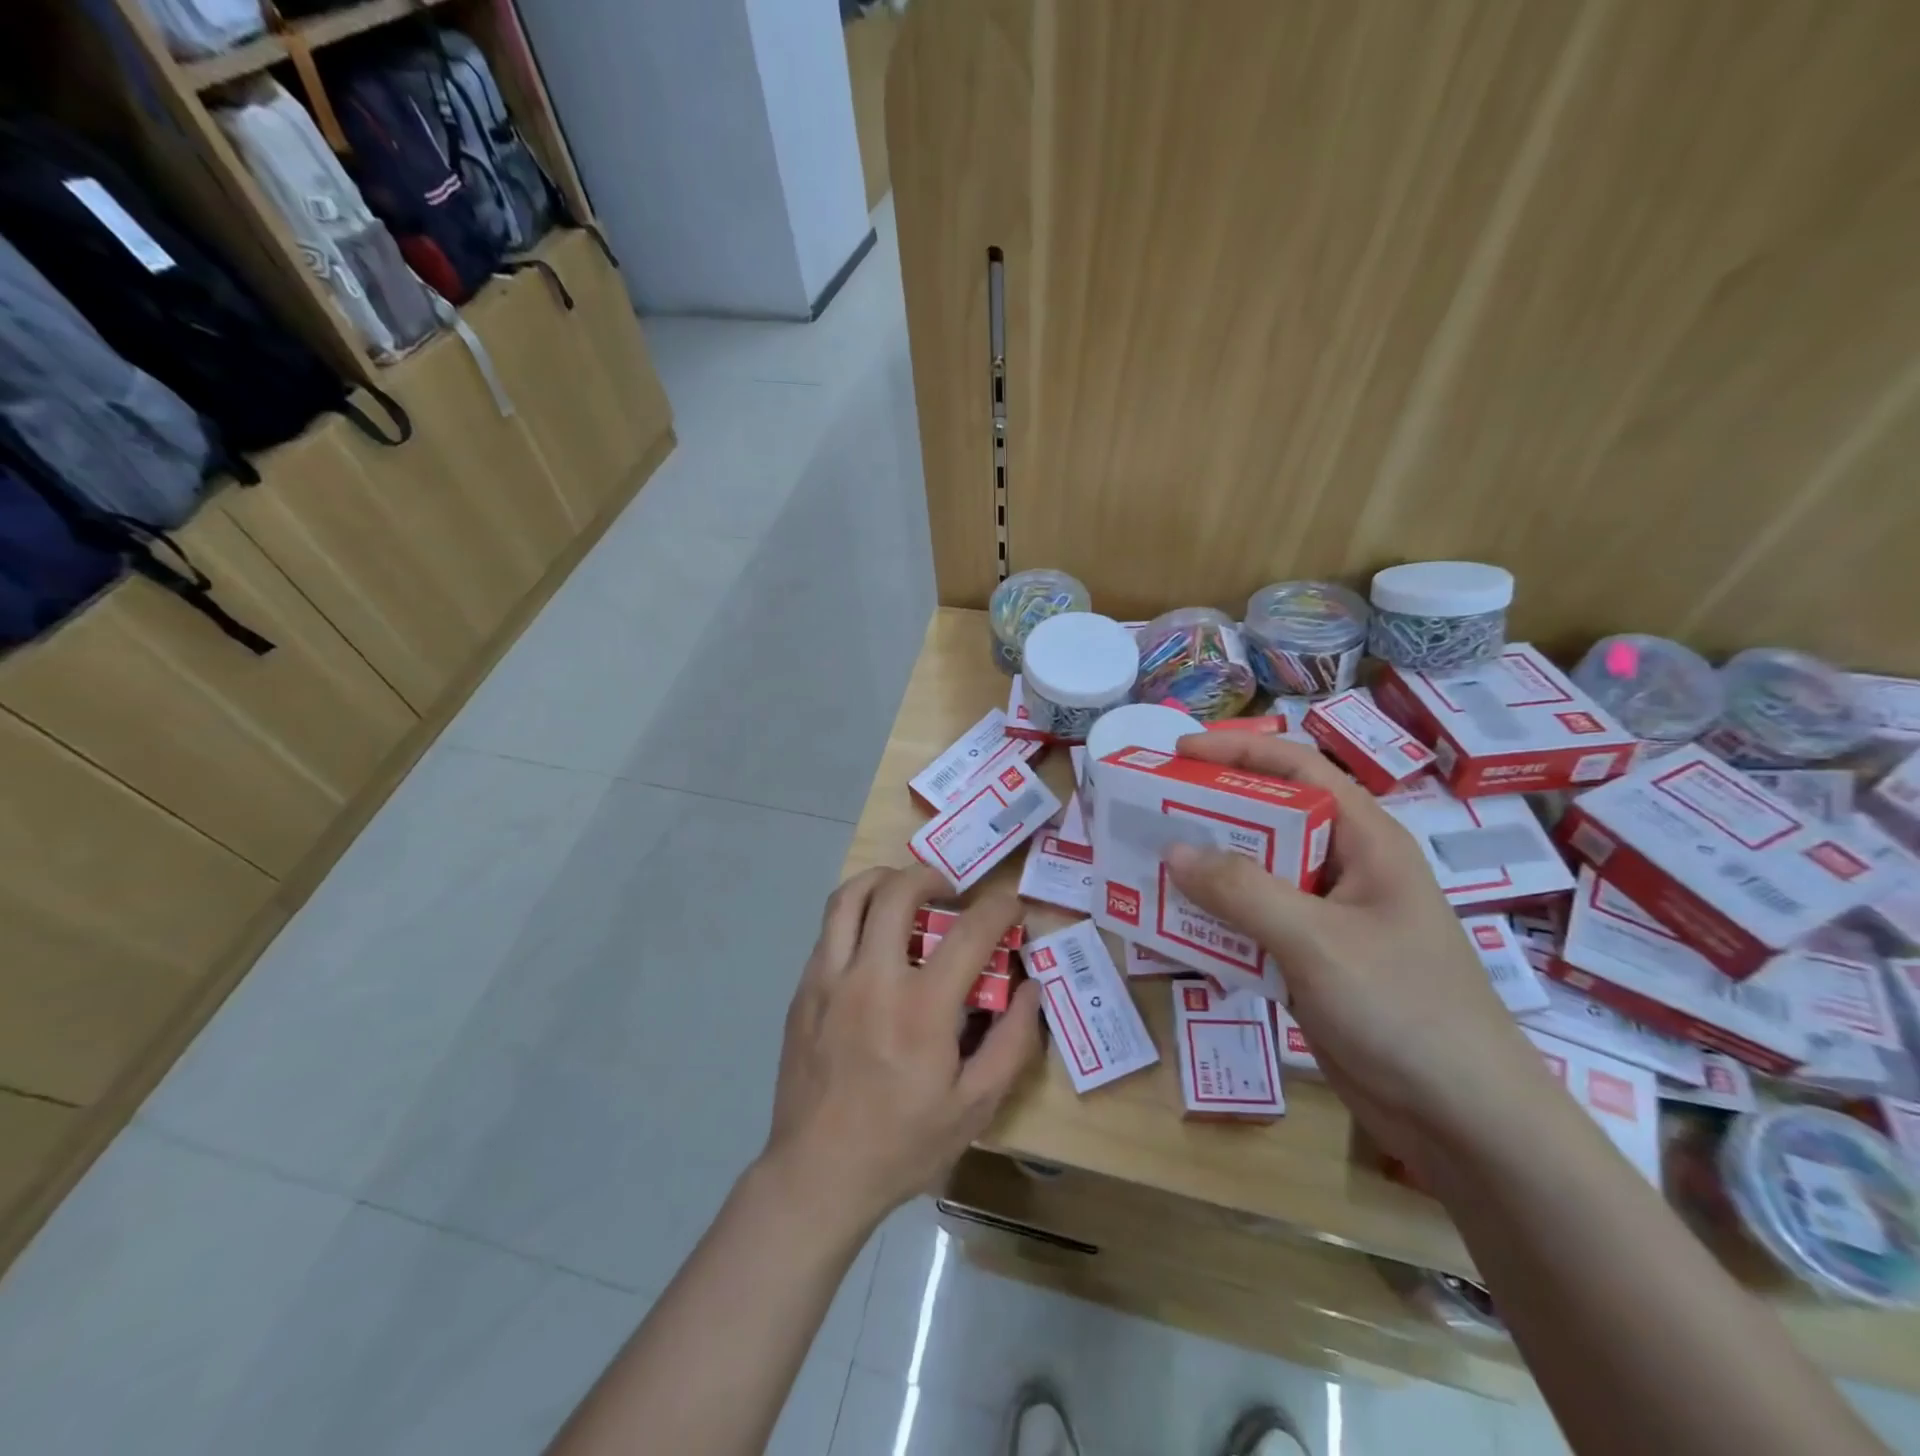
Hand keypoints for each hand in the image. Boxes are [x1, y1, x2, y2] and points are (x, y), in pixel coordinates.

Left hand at [761, 865, 1042, 1233]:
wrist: (817, 1174)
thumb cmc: (902, 1144)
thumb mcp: (974, 1107)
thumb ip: (1011, 1042)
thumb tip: (1031, 987)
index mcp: (920, 1009)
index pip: (969, 933)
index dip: (1000, 908)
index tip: (1012, 905)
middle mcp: (870, 979)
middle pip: (898, 892)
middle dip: (932, 875)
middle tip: (951, 889)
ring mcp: (828, 980)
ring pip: (849, 897)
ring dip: (884, 879)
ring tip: (906, 891)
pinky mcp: (803, 990)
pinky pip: (829, 929)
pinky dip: (856, 914)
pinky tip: (874, 939)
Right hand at [1163, 734, 1556, 1181]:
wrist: (1465, 1122)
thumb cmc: (1404, 1011)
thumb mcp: (1317, 941)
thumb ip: (1243, 891)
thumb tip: (1174, 850)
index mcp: (1366, 842)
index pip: (1299, 771)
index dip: (1238, 751)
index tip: (1177, 753)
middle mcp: (1346, 870)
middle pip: (1270, 820)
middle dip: (1210, 812)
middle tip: (1149, 811)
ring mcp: (1330, 919)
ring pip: (1257, 876)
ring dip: (1206, 870)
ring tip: (1147, 864)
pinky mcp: (1314, 962)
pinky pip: (1254, 925)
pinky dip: (1216, 920)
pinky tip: (1174, 926)